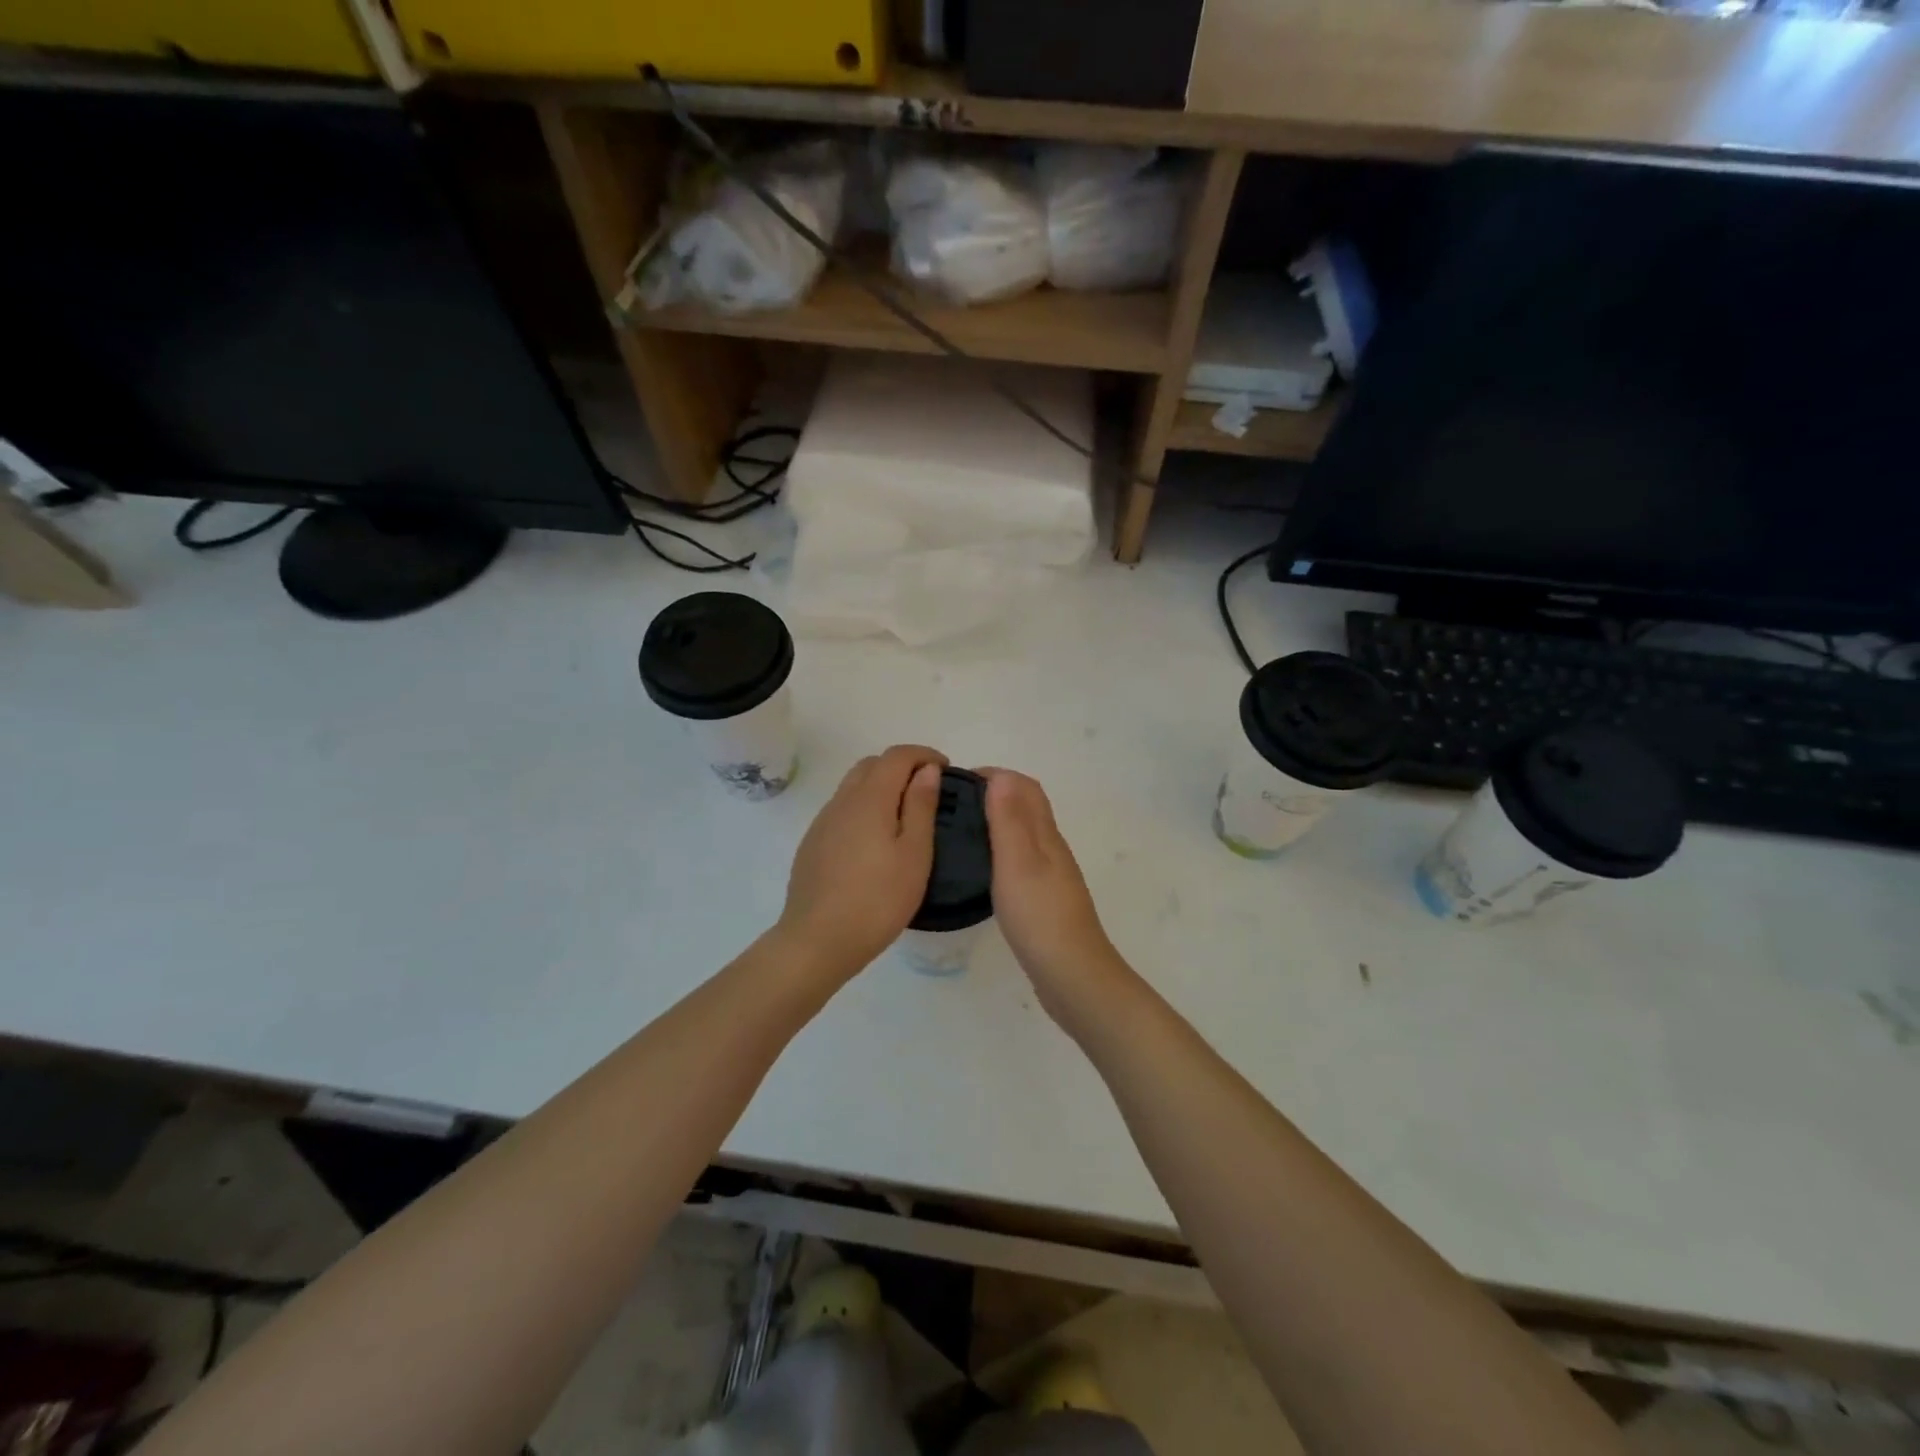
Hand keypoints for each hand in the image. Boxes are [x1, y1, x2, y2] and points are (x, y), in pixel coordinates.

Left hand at [776, 744, 946, 982]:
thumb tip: (927, 770)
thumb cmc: (878, 899)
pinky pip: (842, 810)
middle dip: (901, 766)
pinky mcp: (812, 843)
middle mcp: (842, 801)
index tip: (945, 768)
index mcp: (870, 798)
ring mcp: (823, 822)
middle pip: (871, 765)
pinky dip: (864, 808)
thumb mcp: (915, 854)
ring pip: (853, 787)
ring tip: (904, 816)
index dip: (924, 754)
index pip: (897, 755)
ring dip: (880, 787)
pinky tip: (875, 842)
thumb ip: (921, 806)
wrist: (817, 940)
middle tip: (927, 791)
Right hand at [981, 770, 1131, 1026]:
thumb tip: (1001, 776)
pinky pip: (1022, 862)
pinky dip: (1001, 853)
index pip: (1025, 788)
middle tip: (953, 805)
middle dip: (994, 795)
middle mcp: (1052, 850)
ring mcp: (1051, 877)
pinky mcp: (1045, 902)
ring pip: (1025, 836)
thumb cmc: (1040, 916)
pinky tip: (982, 871)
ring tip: (961, 832)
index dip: (995, 776)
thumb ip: (1010, 819)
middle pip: (1027, 808)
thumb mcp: (1018, 862)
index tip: (958, 781)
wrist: (1072, 976)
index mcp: (1046, 836)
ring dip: (997, 823)